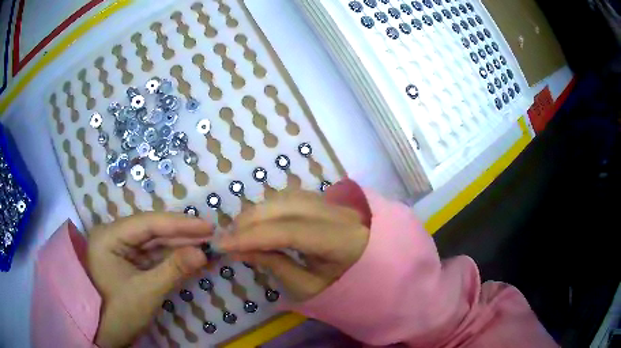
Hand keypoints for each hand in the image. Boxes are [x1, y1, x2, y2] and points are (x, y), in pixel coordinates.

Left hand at [87, 212, 213, 347]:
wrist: (106, 333)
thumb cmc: (119, 312)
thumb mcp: (147, 291)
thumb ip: (174, 269)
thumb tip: (204, 253)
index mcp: (109, 236)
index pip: (147, 224)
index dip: (179, 224)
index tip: (207, 226)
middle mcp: (114, 236)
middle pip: (152, 231)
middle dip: (182, 235)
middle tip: (212, 236)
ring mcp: (122, 249)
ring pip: (155, 243)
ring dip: (180, 246)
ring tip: (207, 246)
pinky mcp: (130, 262)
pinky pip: (153, 256)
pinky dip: (173, 259)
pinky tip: (191, 257)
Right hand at [217, 191, 369, 301]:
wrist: (378, 272)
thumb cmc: (346, 288)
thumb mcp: (310, 288)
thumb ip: (276, 266)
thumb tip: (242, 249)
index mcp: (344, 240)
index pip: (290, 231)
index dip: (252, 236)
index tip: (222, 244)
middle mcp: (342, 213)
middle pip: (286, 206)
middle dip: (250, 220)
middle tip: (227, 238)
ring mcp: (337, 202)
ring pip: (288, 196)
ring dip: (259, 211)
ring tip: (239, 230)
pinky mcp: (330, 200)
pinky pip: (293, 196)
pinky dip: (271, 207)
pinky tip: (259, 220)